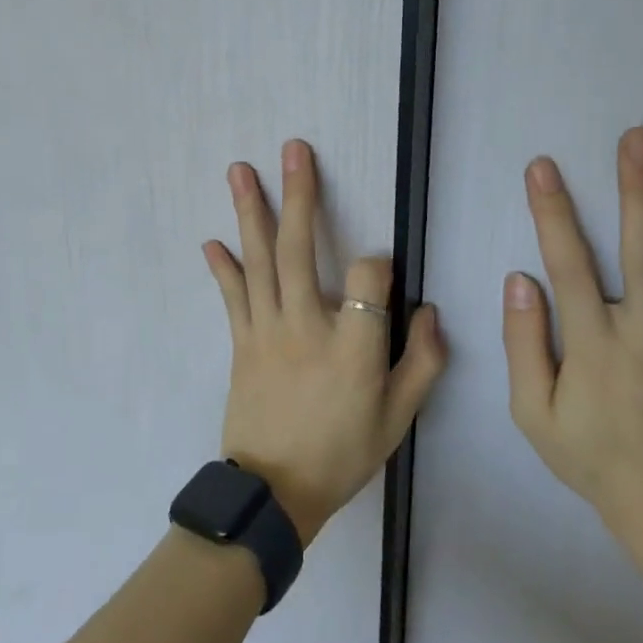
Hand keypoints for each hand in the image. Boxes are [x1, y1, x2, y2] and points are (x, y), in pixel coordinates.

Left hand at [204, 140, 445, 545]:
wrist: (275, 493)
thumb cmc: (343, 454)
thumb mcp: (398, 419)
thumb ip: (422, 362)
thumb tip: (429, 310)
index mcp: (354, 346)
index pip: (371, 276)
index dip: (382, 264)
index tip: (383, 272)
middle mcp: (307, 326)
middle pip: (301, 249)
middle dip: (300, 195)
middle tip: (293, 150)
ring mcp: (267, 331)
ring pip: (259, 262)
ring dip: (251, 212)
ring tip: (241, 170)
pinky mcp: (241, 343)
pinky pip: (232, 297)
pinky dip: (223, 268)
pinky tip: (212, 241)